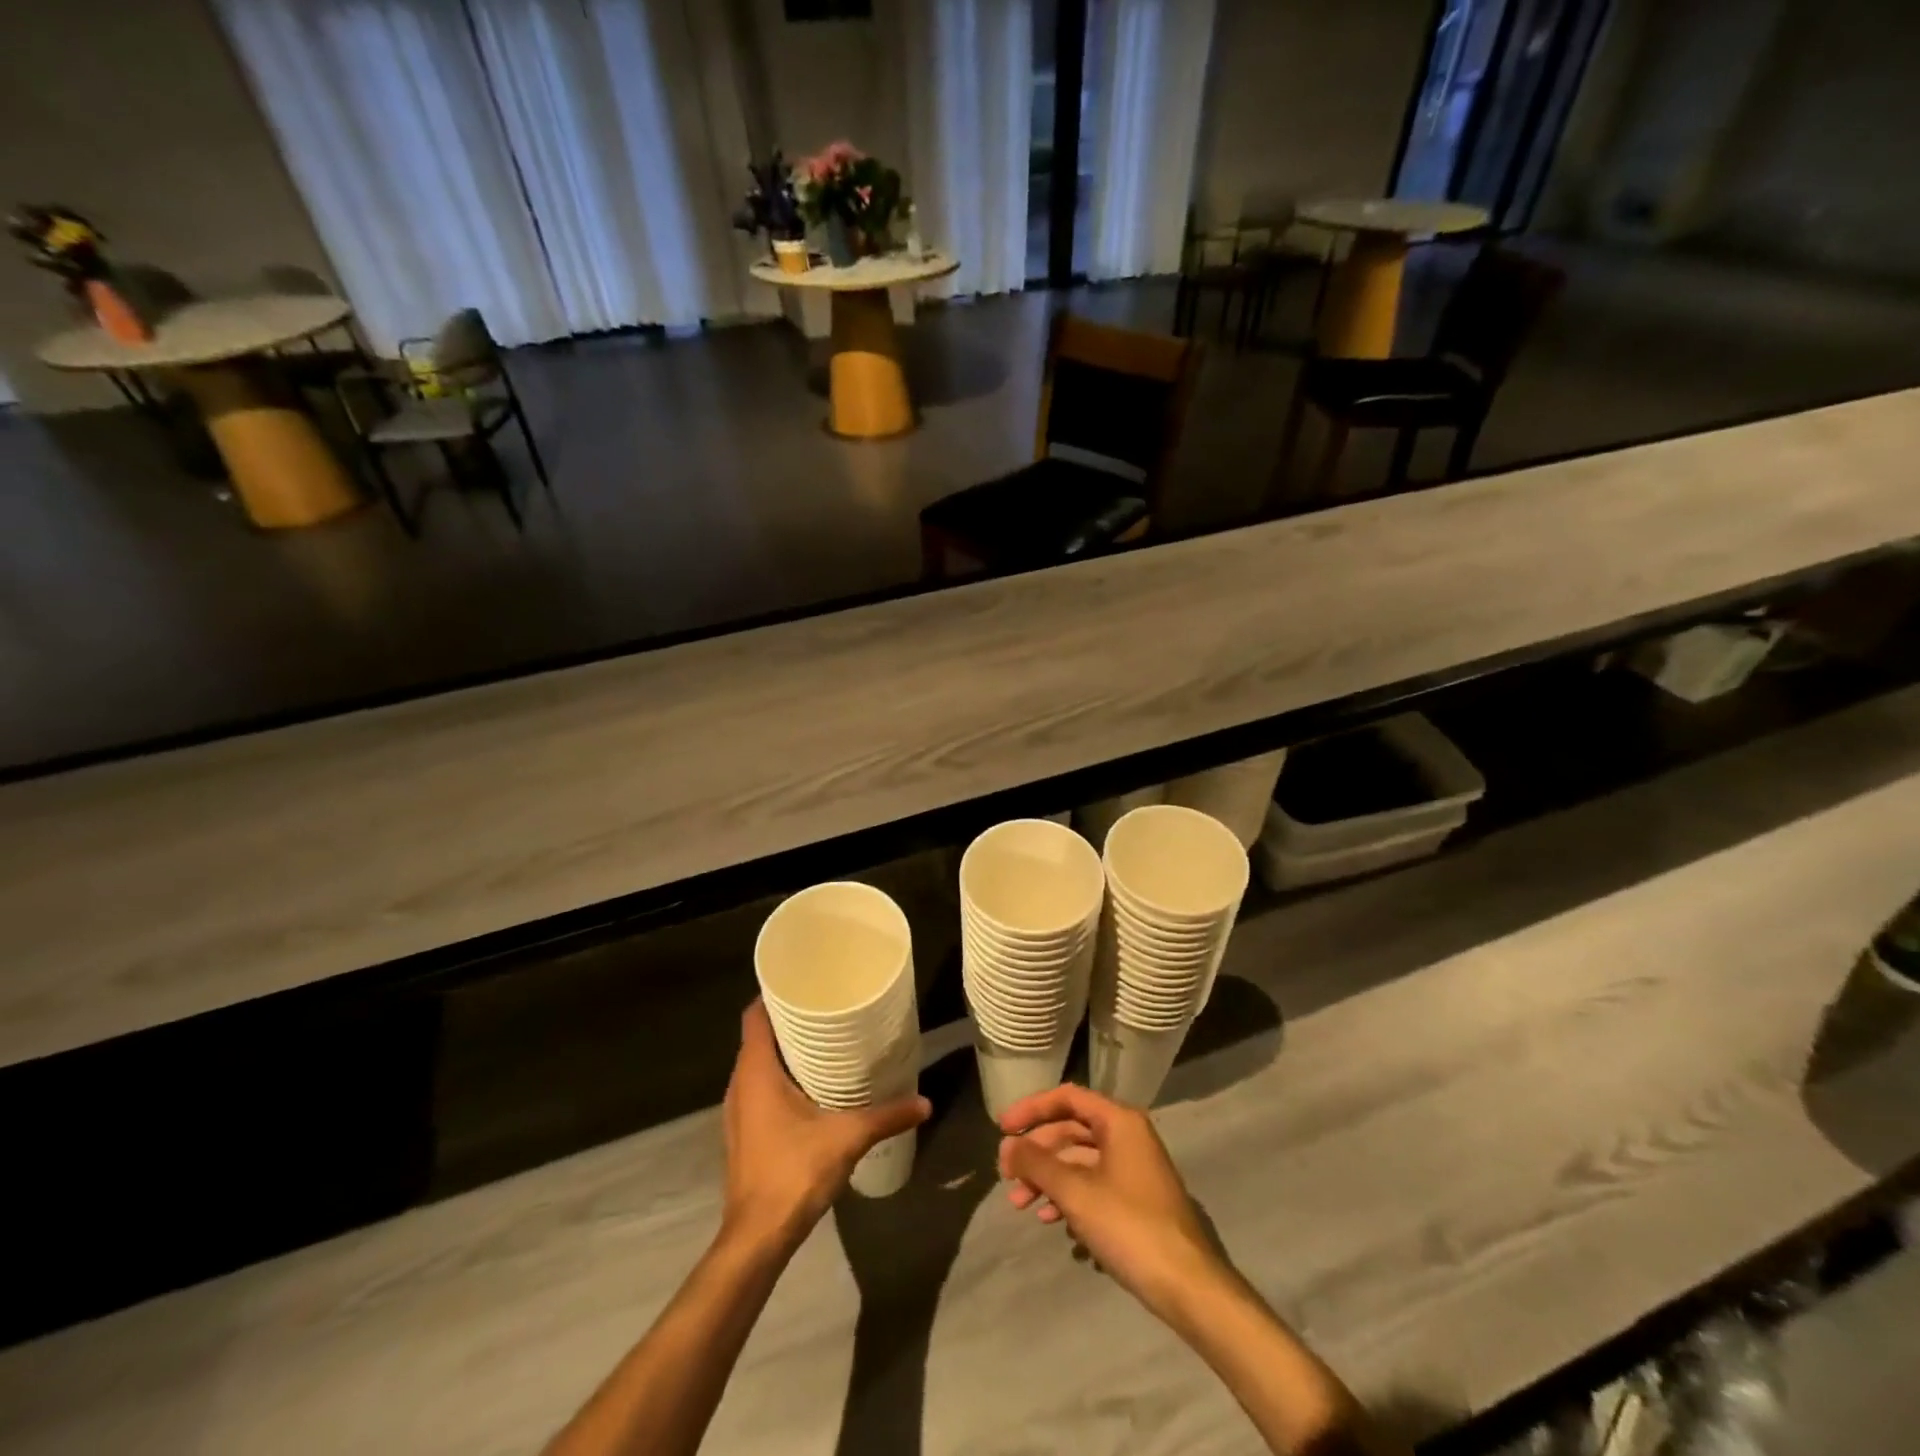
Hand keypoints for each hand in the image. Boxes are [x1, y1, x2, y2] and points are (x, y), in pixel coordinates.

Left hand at [722, 1002, 930, 1244]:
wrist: (757, 1237)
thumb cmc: (793, 1172)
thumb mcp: (847, 1138)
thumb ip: (886, 1116)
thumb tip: (925, 1102)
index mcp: (756, 1071)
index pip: (755, 1015)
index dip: (774, 995)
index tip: (805, 984)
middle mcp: (740, 1083)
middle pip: (759, 1037)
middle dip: (789, 1021)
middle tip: (826, 1008)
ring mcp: (738, 1110)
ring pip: (759, 1064)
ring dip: (785, 1052)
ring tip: (823, 1042)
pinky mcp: (744, 1132)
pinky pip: (759, 1088)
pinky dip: (780, 1078)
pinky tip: (811, 1086)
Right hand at [997, 1084, 1226, 1320]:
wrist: (1188, 1286)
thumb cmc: (1129, 1226)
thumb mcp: (1075, 1193)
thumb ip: (1037, 1164)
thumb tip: (1007, 1146)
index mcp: (1119, 1121)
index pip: (1067, 1098)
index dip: (1031, 1109)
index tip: (1001, 1128)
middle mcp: (1128, 1136)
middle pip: (1071, 1130)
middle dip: (1037, 1152)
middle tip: (1007, 1176)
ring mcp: (1134, 1169)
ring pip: (1080, 1161)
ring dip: (1049, 1179)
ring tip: (1021, 1205)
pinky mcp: (1136, 1200)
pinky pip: (1094, 1185)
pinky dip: (1069, 1197)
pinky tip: (1052, 1222)